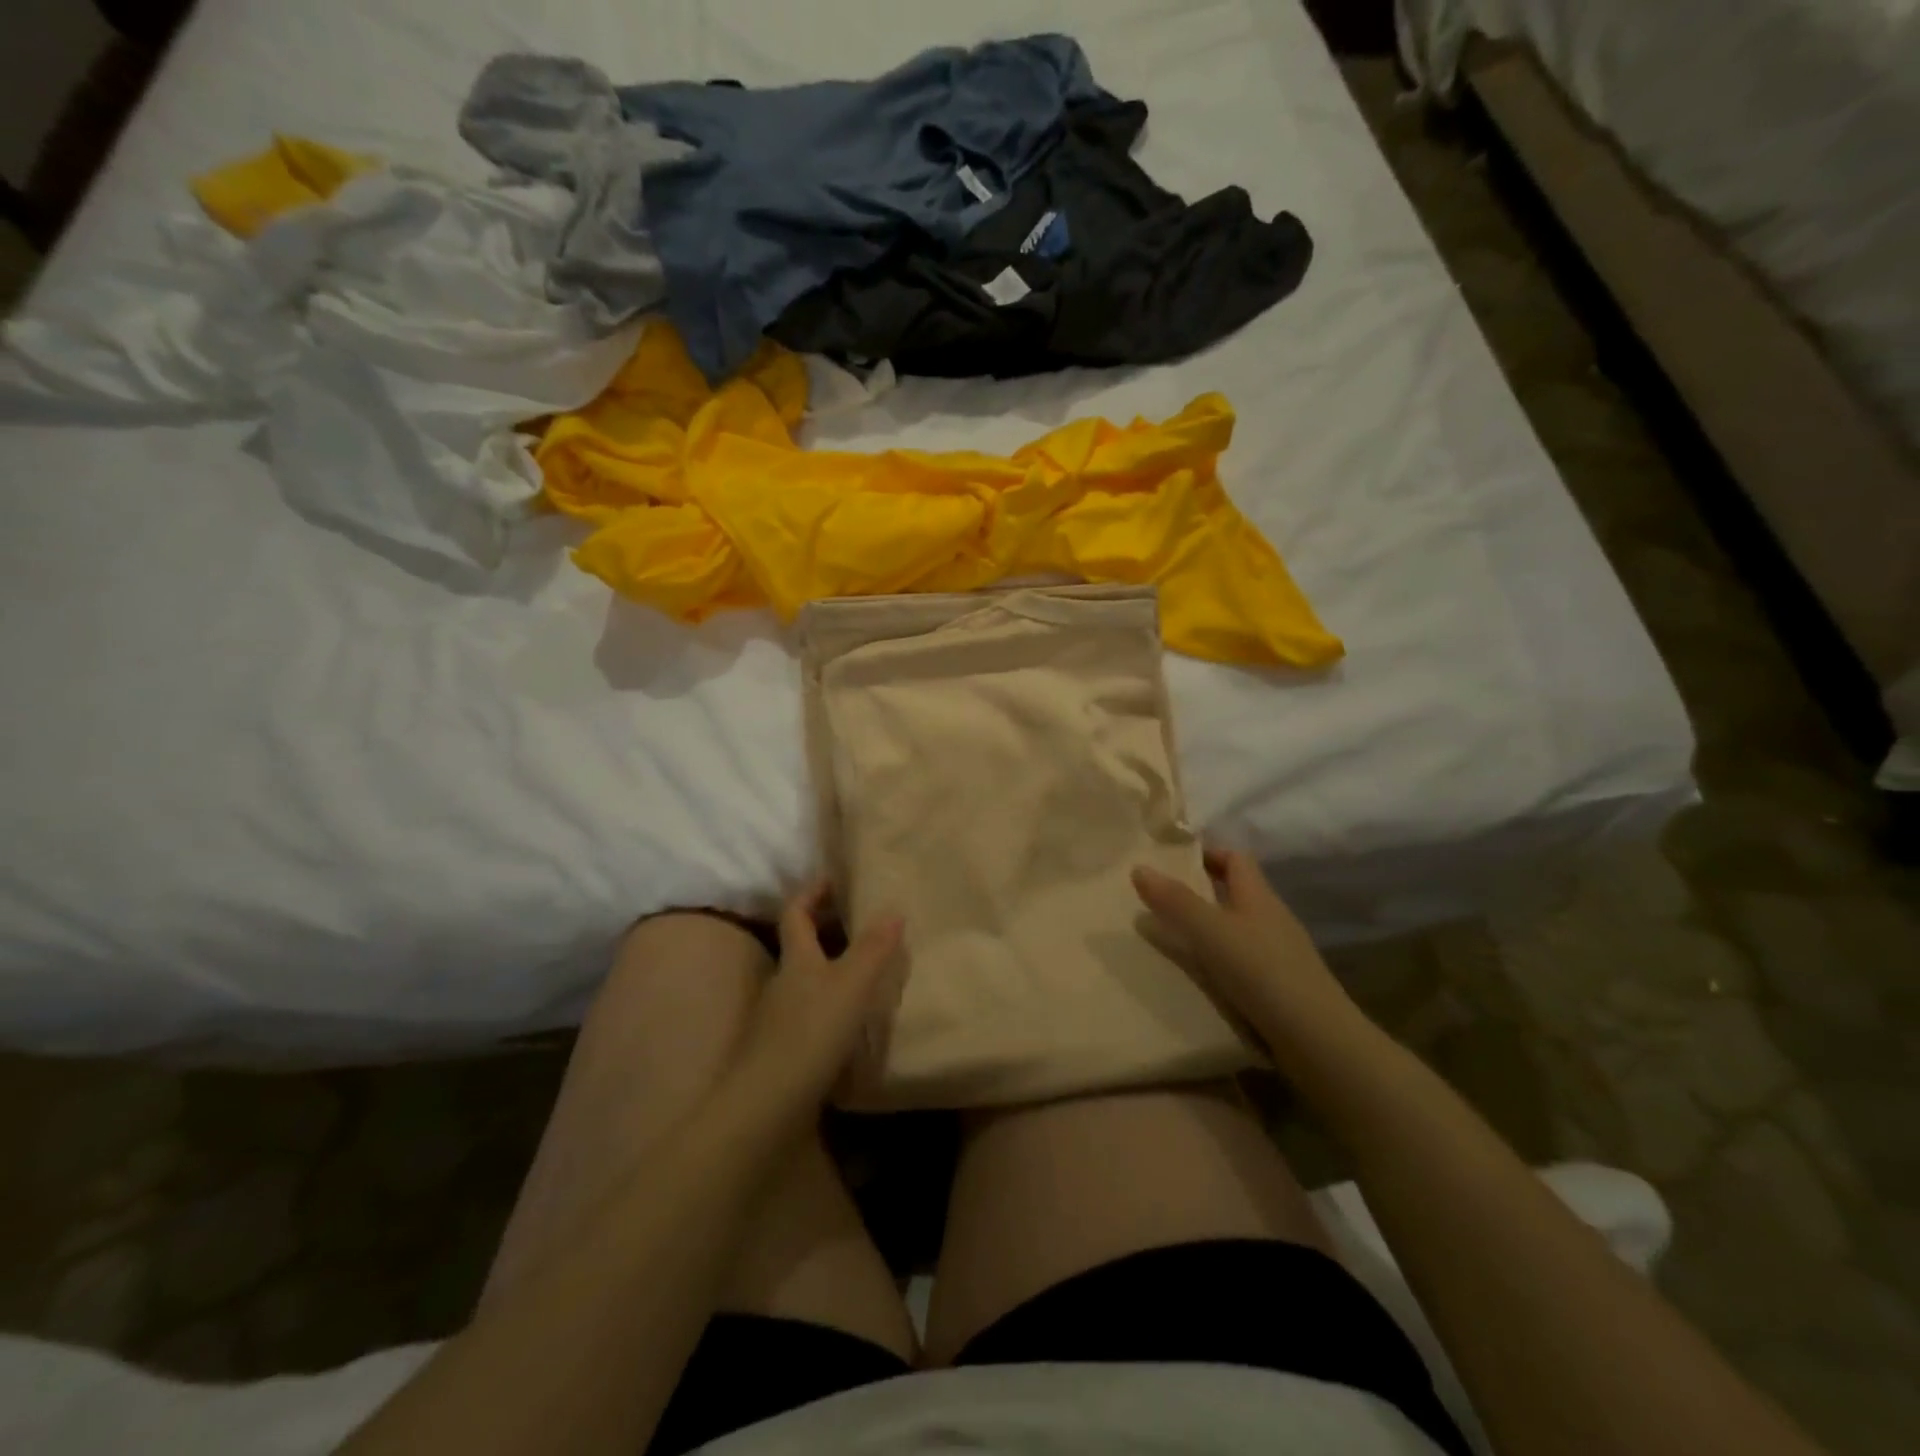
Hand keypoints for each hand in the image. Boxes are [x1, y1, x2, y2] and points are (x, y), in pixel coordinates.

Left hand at [730, 882, 904, 1122]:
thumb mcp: (851, 985)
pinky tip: (852, 1021)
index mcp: (796, 960)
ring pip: (806, 982)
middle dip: (826, 929)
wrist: (767, 1105)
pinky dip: (830, 1006)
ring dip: (831, 970)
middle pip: (800, 946)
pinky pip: (809, 1014)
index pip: (796, 913)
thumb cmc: (811, 1033)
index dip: (812, 893)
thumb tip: (893, 907)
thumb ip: (873, 948)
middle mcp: (782, 983)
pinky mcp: (783, 1051)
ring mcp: (778, 1019)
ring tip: (866, 970)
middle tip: (862, 922)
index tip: (835, 880)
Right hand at [1131, 849, 1358, 1059]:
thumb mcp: (1210, 931)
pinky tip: (1201, 977)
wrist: (1316, 1039)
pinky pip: (1244, 962)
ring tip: (1172, 938)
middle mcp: (1272, 918)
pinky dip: (1220, 961)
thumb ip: (1175, 901)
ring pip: (1239, 929)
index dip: (1208, 854)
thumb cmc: (1261, 972)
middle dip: (1202, 892)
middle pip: (1237, 893)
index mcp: (1259, 896)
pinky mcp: (1280, 987)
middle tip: (1161, 900)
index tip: (1173, 862)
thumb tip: (1139, 867)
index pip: (1236, 859)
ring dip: (1209, 928)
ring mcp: (1280, 954)